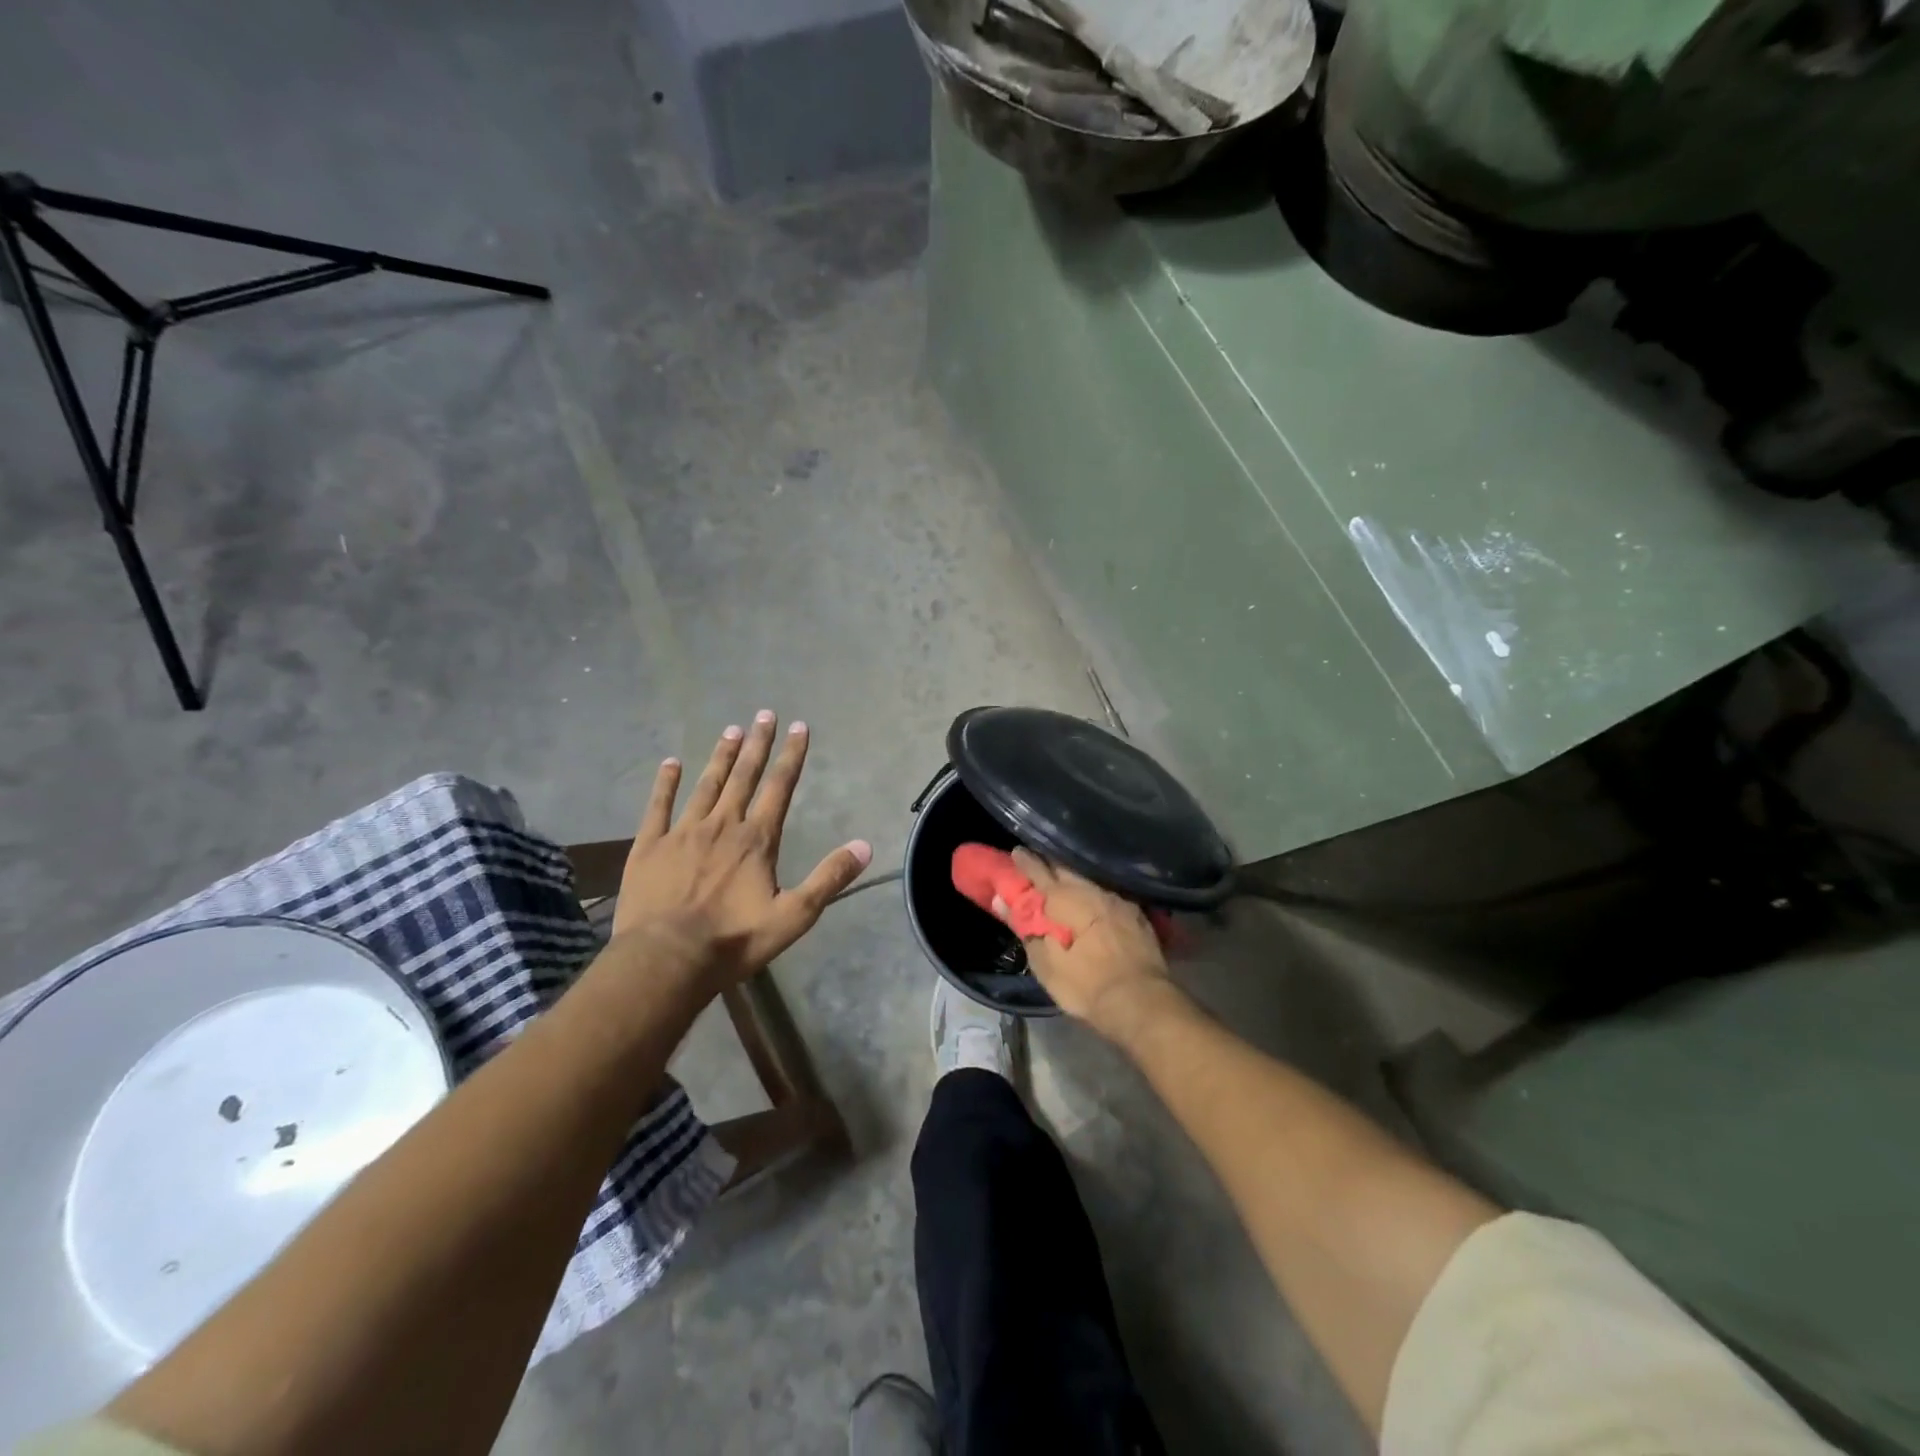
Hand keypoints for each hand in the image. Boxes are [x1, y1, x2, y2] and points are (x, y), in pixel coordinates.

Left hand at [610, 712, 870, 988]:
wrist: (666, 958)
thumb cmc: (734, 939)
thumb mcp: (793, 916)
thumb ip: (829, 879)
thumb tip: (865, 846)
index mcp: (757, 840)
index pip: (780, 787)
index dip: (791, 756)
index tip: (799, 727)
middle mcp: (722, 825)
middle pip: (744, 777)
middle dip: (757, 744)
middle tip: (764, 714)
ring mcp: (682, 832)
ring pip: (706, 785)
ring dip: (721, 756)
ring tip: (731, 729)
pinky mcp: (649, 846)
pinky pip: (658, 806)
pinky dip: (665, 783)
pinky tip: (671, 762)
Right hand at [992, 849, 1172, 1039]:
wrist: (1141, 1001)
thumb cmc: (1086, 984)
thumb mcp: (1045, 964)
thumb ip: (1025, 927)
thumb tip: (1001, 900)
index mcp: (1066, 899)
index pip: (1039, 872)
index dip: (1025, 862)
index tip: (1016, 852)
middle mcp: (1092, 891)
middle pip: (1066, 870)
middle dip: (1050, 865)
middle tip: (1038, 863)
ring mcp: (1117, 900)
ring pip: (1089, 880)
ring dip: (1074, 878)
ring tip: (1064, 880)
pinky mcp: (1136, 914)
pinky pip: (1108, 894)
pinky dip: (1095, 894)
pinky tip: (1094, 900)